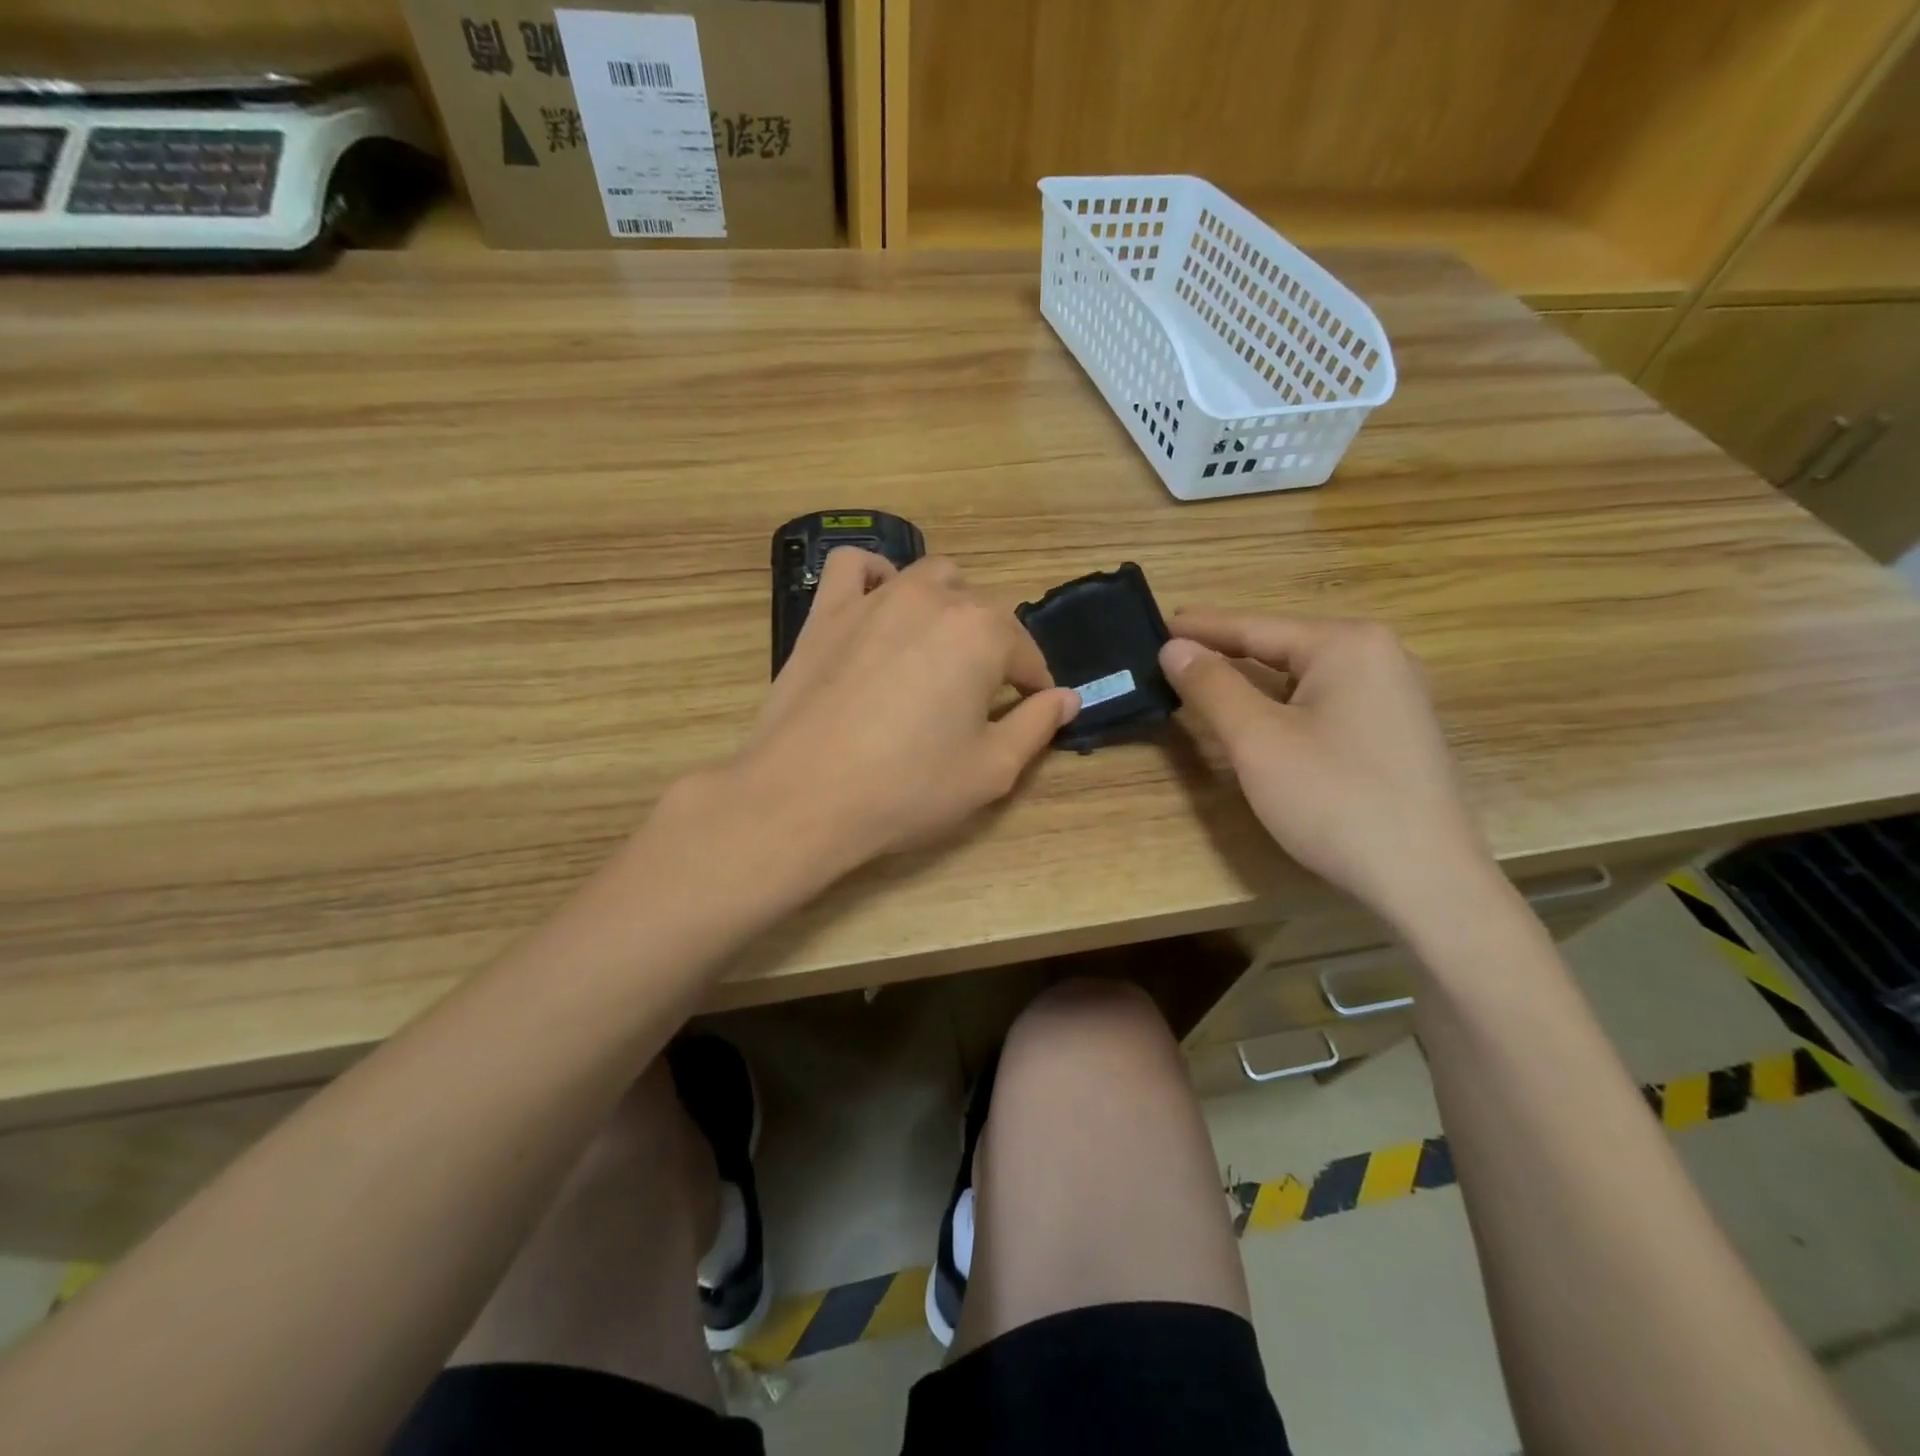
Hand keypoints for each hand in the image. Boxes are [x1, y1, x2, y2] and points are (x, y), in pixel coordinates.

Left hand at [734, 549, 1078, 875]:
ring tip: (937, 650)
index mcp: (982, 633)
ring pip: (929, 578)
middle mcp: (933, 599)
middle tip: (979, 696)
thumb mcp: (991, 770)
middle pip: (981, 612)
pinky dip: (875, 577)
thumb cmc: (907, 787)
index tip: (1032, 710)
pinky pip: (854, 567)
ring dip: (947, 606)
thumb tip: (1067, 698)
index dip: (1034, 686)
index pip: (1025, 653)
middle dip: (992, 648)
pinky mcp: (827, 610)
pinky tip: (879, 605)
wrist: (803, 796)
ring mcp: (875, 598)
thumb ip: (1037, 726)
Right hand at [1158, 611, 1499, 928]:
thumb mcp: (1257, 740)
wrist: (1425, 879)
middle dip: (1227, 649)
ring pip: (1305, 675)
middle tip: (1174, 651)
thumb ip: (1212, 686)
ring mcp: (1396, 693)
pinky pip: (1327, 699)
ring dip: (1255, 678)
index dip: (1202, 627)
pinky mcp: (1397, 729)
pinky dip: (1285, 702)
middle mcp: (1380, 655)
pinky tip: (1265, 714)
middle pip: (1283, 645)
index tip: (1157, 621)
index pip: (1256, 626)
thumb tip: (1174, 646)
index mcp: (1347, 644)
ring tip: (1209, 676)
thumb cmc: (1334, 799)